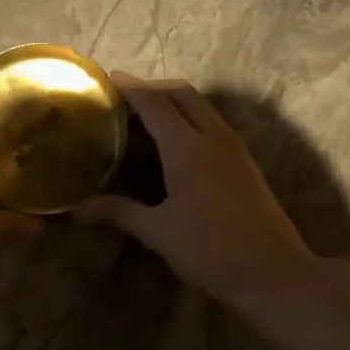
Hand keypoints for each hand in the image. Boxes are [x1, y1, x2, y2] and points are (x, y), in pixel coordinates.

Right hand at [72, 74, 315, 306]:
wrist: (273, 272)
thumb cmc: (210, 250)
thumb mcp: (158, 232)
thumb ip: (119, 213)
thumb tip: (77, 210)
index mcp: (188, 147)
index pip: (154, 103)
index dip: (130, 87)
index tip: (107, 78)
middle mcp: (214, 137)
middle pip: (182, 93)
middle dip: (153, 88)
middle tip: (124, 98)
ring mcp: (235, 148)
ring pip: (202, 106)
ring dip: (174, 101)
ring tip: (145, 117)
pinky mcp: (245, 162)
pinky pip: (213, 123)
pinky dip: (190, 118)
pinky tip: (174, 143)